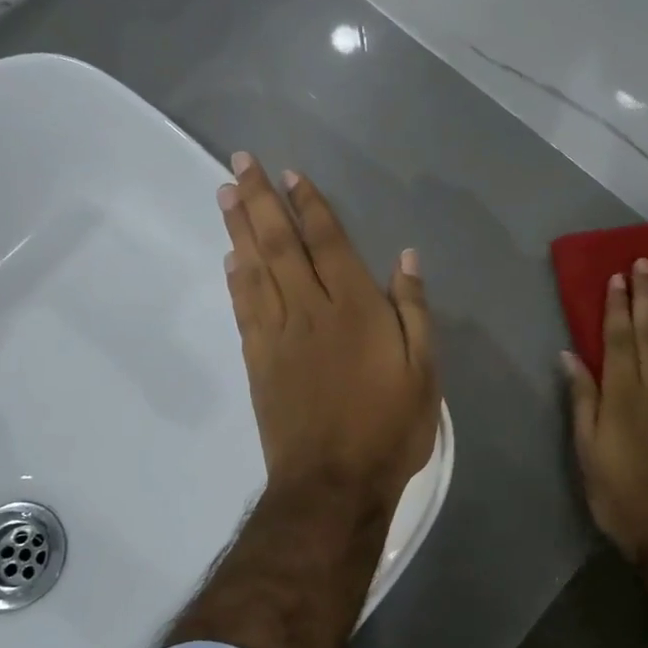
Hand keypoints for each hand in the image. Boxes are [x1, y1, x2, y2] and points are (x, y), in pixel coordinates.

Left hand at [219, 153, 437, 517]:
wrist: (332, 486)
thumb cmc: (389, 429)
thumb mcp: (424, 371)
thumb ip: (414, 310)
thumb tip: (406, 256)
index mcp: (355, 308)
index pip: (327, 242)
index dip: (309, 204)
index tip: (290, 173)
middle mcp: (310, 310)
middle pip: (279, 244)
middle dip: (259, 199)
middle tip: (238, 162)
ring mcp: (278, 335)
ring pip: (254, 269)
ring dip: (238, 228)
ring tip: (224, 193)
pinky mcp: (258, 361)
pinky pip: (243, 308)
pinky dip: (235, 278)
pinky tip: (230, 258)